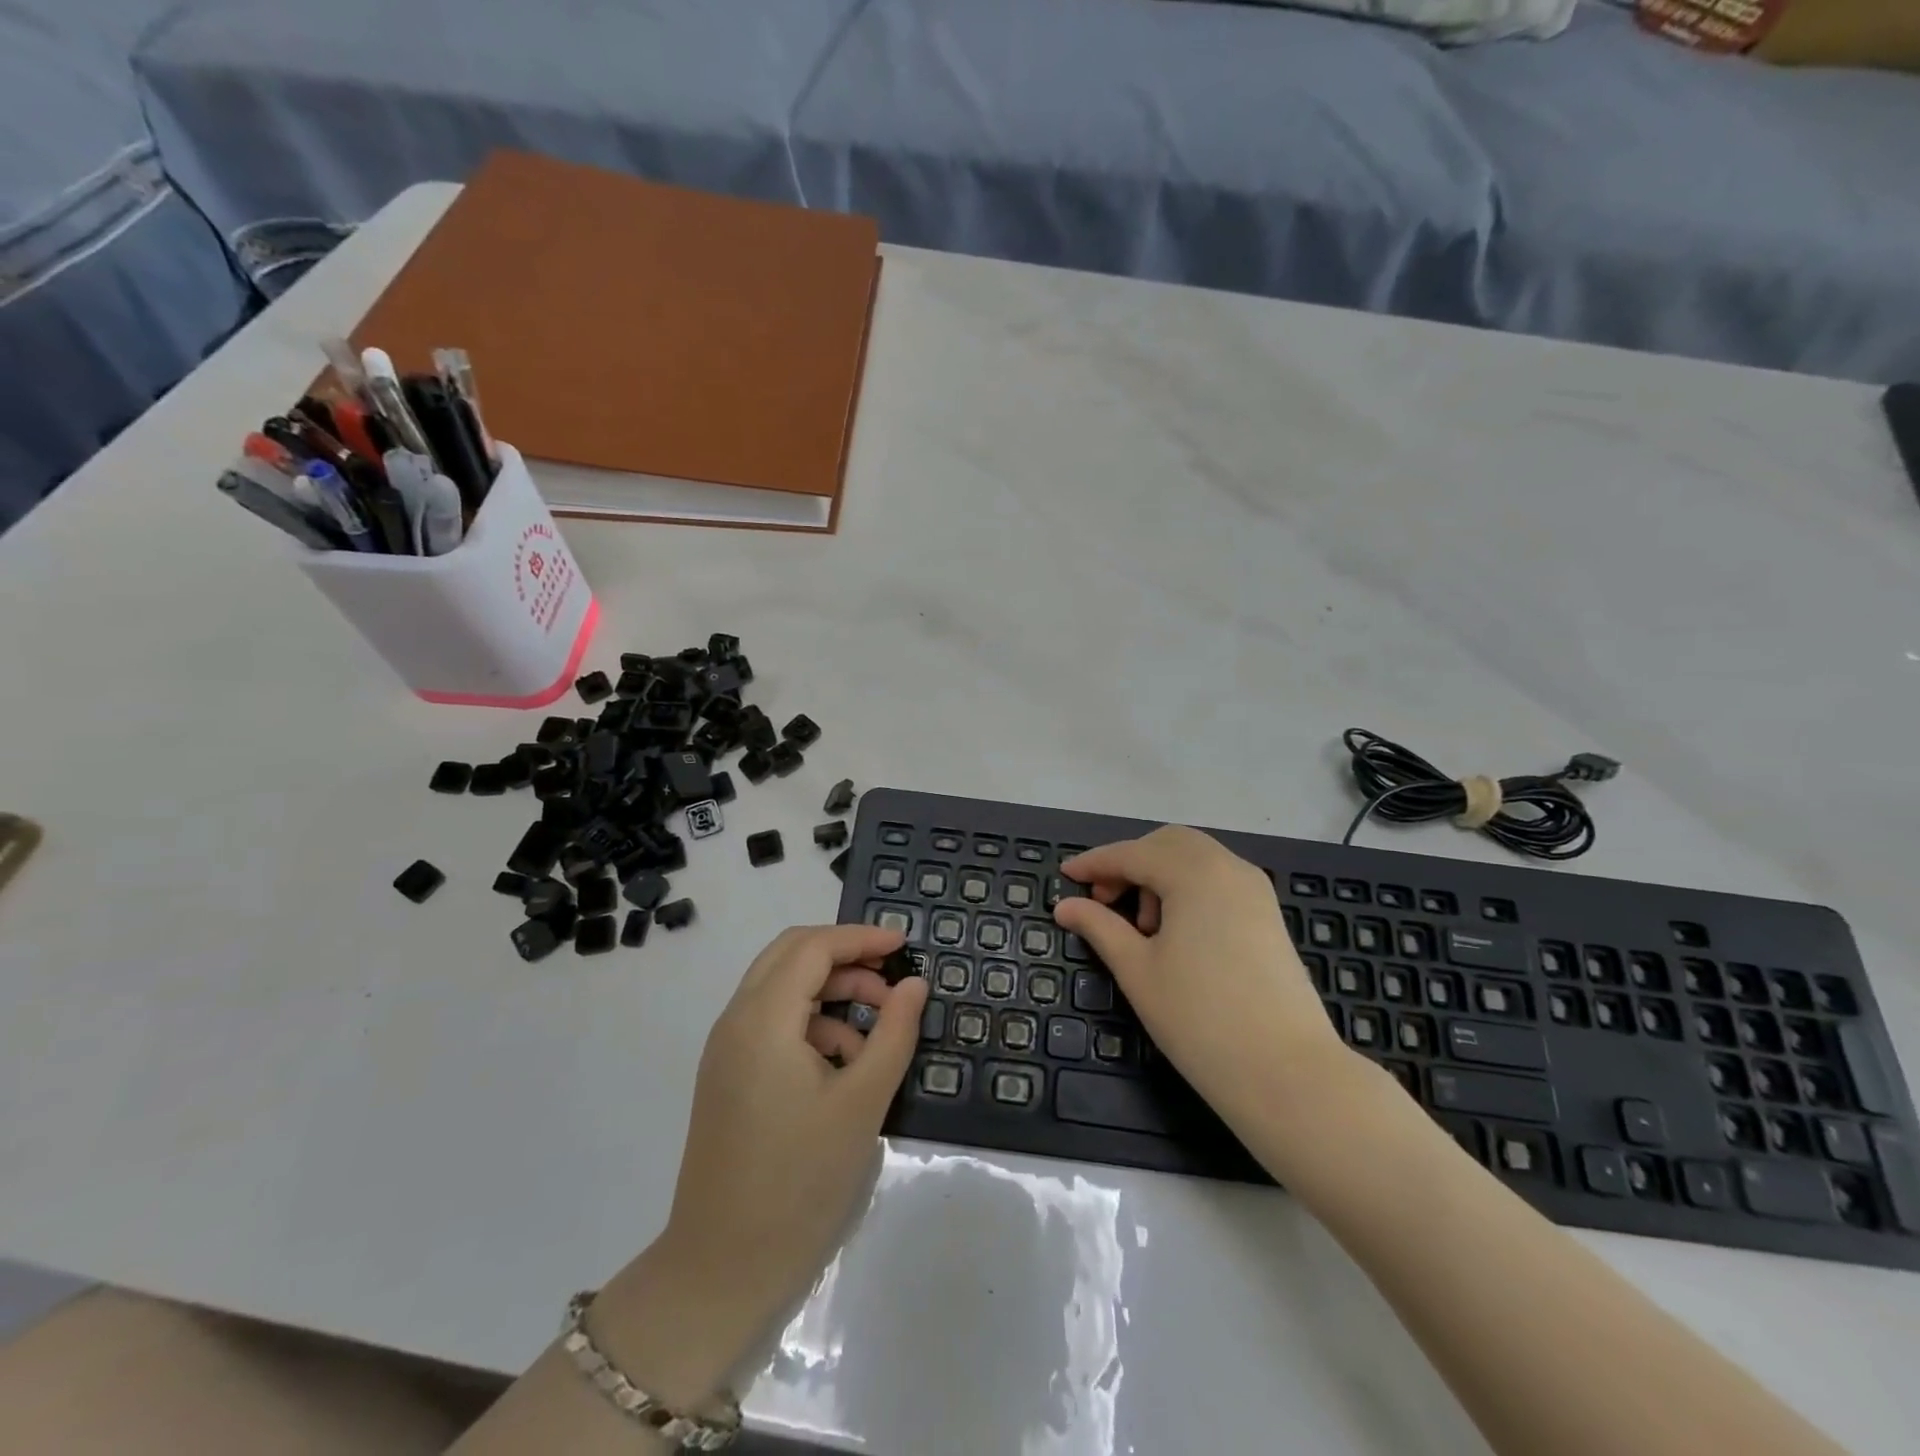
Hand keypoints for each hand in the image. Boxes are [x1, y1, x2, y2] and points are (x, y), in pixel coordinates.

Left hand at [599, 924, 927, 1402]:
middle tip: (891, 978)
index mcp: (762, 1019)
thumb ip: (893, 1032)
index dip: (861, 938)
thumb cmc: (800, 1181)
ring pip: (782, 987)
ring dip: (830, 991)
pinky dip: (811, 1022)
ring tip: (876, 1029)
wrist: (721, 1270)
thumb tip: (914, 984)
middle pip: (791, 955)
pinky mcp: (728, 1076)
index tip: (905, 945)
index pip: (813, 947)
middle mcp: (736, 1021)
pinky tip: (844, 1063)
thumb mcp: (862, 1102)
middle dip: (845, 957)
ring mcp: (726, 1049)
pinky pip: (772, 1022)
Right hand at [1053, 826, 1352, 1135]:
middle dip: (1130, 863)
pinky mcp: (1268, 914)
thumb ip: (1099, 927)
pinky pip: (1218, 879)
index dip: (1095, 863)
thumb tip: (1065, 906)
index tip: (1065, 877)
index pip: (1133, 854)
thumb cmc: (1200, 1019)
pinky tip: (1176, 932)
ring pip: (1195, 859)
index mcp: (1194, 873)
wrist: (1288, 1074)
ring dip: (1159, 875)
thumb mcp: (1137, 970)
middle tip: (1104, 901)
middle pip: (1168, 844)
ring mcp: (1255, 890)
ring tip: (1142, 928)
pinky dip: (1187, 888)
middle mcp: (1228, 867)